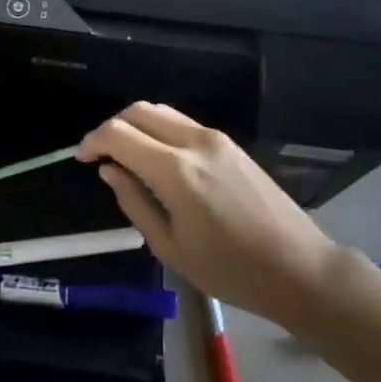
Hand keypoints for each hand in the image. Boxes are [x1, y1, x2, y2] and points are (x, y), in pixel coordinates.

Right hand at [80, 102, 341, 326]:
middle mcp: (193, 142)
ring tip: (124, 154)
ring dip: (135, 124)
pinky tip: (156, 157)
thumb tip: (109, 170)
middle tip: (99, 154)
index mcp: (175, 171)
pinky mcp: (229, 143)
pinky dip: (158, 129)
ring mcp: (215, 138)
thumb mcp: (170, 247)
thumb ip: (133, 202)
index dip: (93, 141)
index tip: (81, 159)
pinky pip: (182, 123)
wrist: (298, 268)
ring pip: (161, 112)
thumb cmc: (230, 270)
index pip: (119, 134)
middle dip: (111, 126)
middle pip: (139, 111)